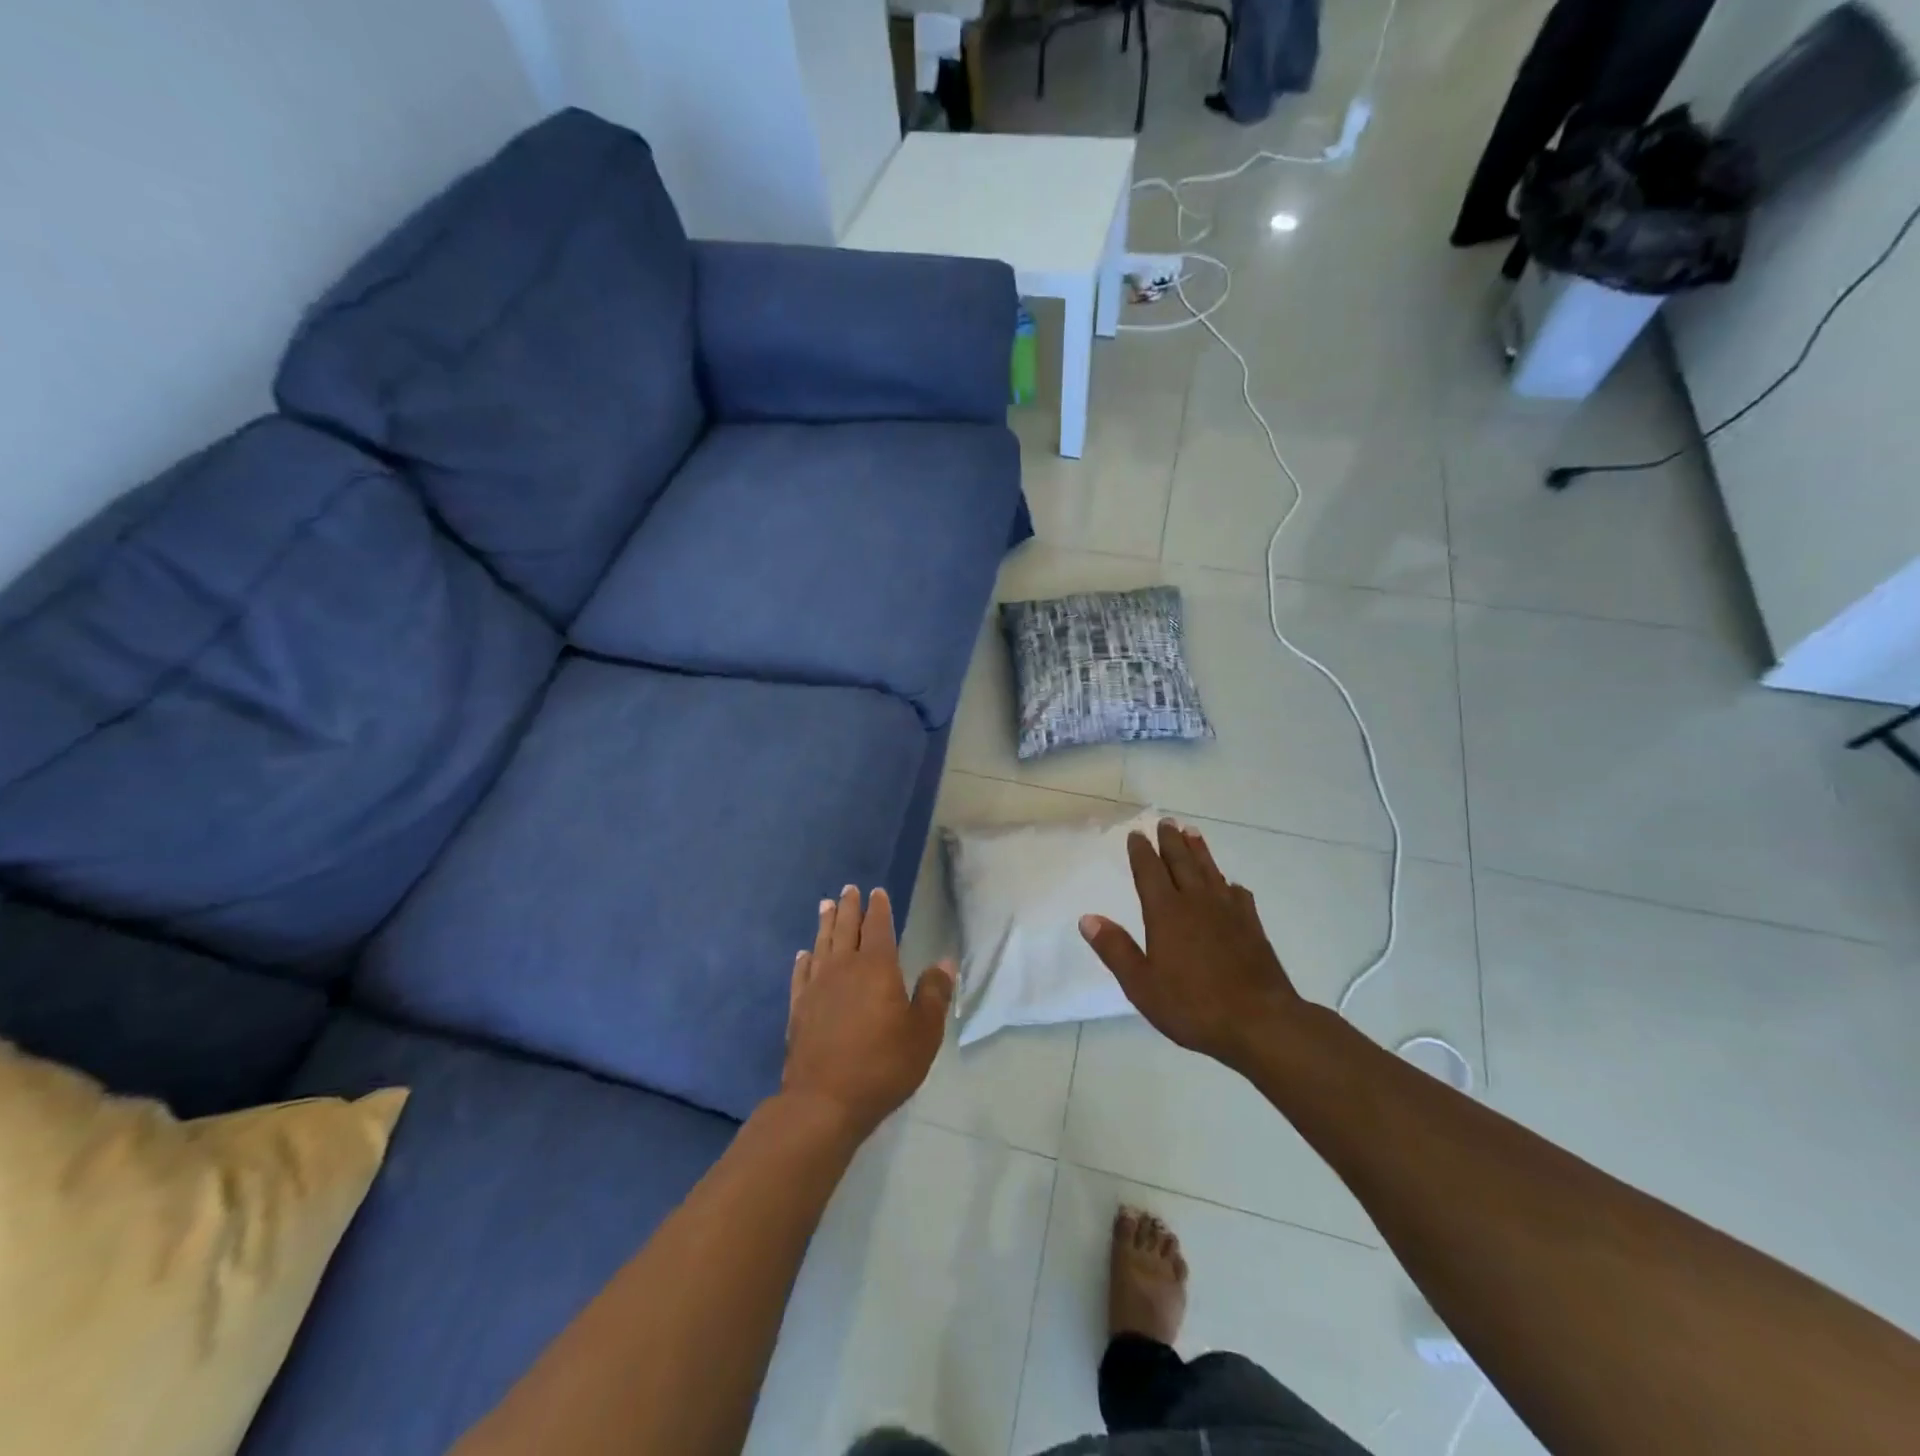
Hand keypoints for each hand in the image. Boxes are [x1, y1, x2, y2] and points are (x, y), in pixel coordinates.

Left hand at [783, 886, 954, 1138]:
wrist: (825, 1100)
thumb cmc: (883, 1064)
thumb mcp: (924, 1033)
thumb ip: (934, 994)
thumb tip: (944, 961)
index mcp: (877, 967)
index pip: (878, 927)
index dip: (878, 909)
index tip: (876, 892)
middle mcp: (844, 968)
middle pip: (846, 929)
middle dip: (849, 908)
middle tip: (848, 890)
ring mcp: (817, 987)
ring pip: (822, 945)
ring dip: (825, 924)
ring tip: (826, 906)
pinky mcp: (799, 1008)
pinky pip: (801, 974)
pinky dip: (804, 960)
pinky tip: (804, 954)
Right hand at [1079, 819, 1303, 1072]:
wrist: (1260, 1022)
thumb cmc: (1193, 1006)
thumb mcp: (1141, 984)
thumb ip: (1115, 949)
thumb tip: (1087, 918)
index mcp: (1166, 913)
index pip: (1150, 872)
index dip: (1141, 852)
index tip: (1137, 834)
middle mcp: (1197, 903)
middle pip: (1181, 863)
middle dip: (1171, 841)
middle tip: (1166, 822)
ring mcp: (1228, 913)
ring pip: (1210, 871)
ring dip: (1200, 851)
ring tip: (1193, 833)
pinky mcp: (1252, 927)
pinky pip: (1238, 895)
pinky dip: (1230, 885)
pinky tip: (1231, 885)